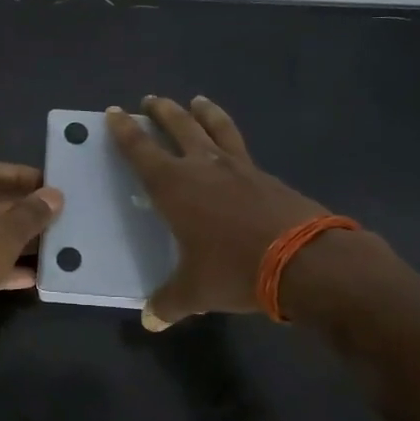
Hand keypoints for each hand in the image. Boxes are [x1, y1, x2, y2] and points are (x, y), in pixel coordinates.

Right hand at [106, 96, 329, 329]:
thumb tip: (149, 320)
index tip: (114, 113)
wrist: (305, 261)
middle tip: (151, 100)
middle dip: (161, 111)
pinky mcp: (267, 176)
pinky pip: (241, 147)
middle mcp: (203, 167)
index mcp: (174, 187)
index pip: (141, 150)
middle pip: (178, 126)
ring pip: (216, 127)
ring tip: (196, 100)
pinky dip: (231, 137)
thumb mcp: (195, 291)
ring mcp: (239, 167)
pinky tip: (232, 147)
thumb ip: (168, 302)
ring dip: (202, 112)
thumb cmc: (235, 270)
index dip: (124, 131)